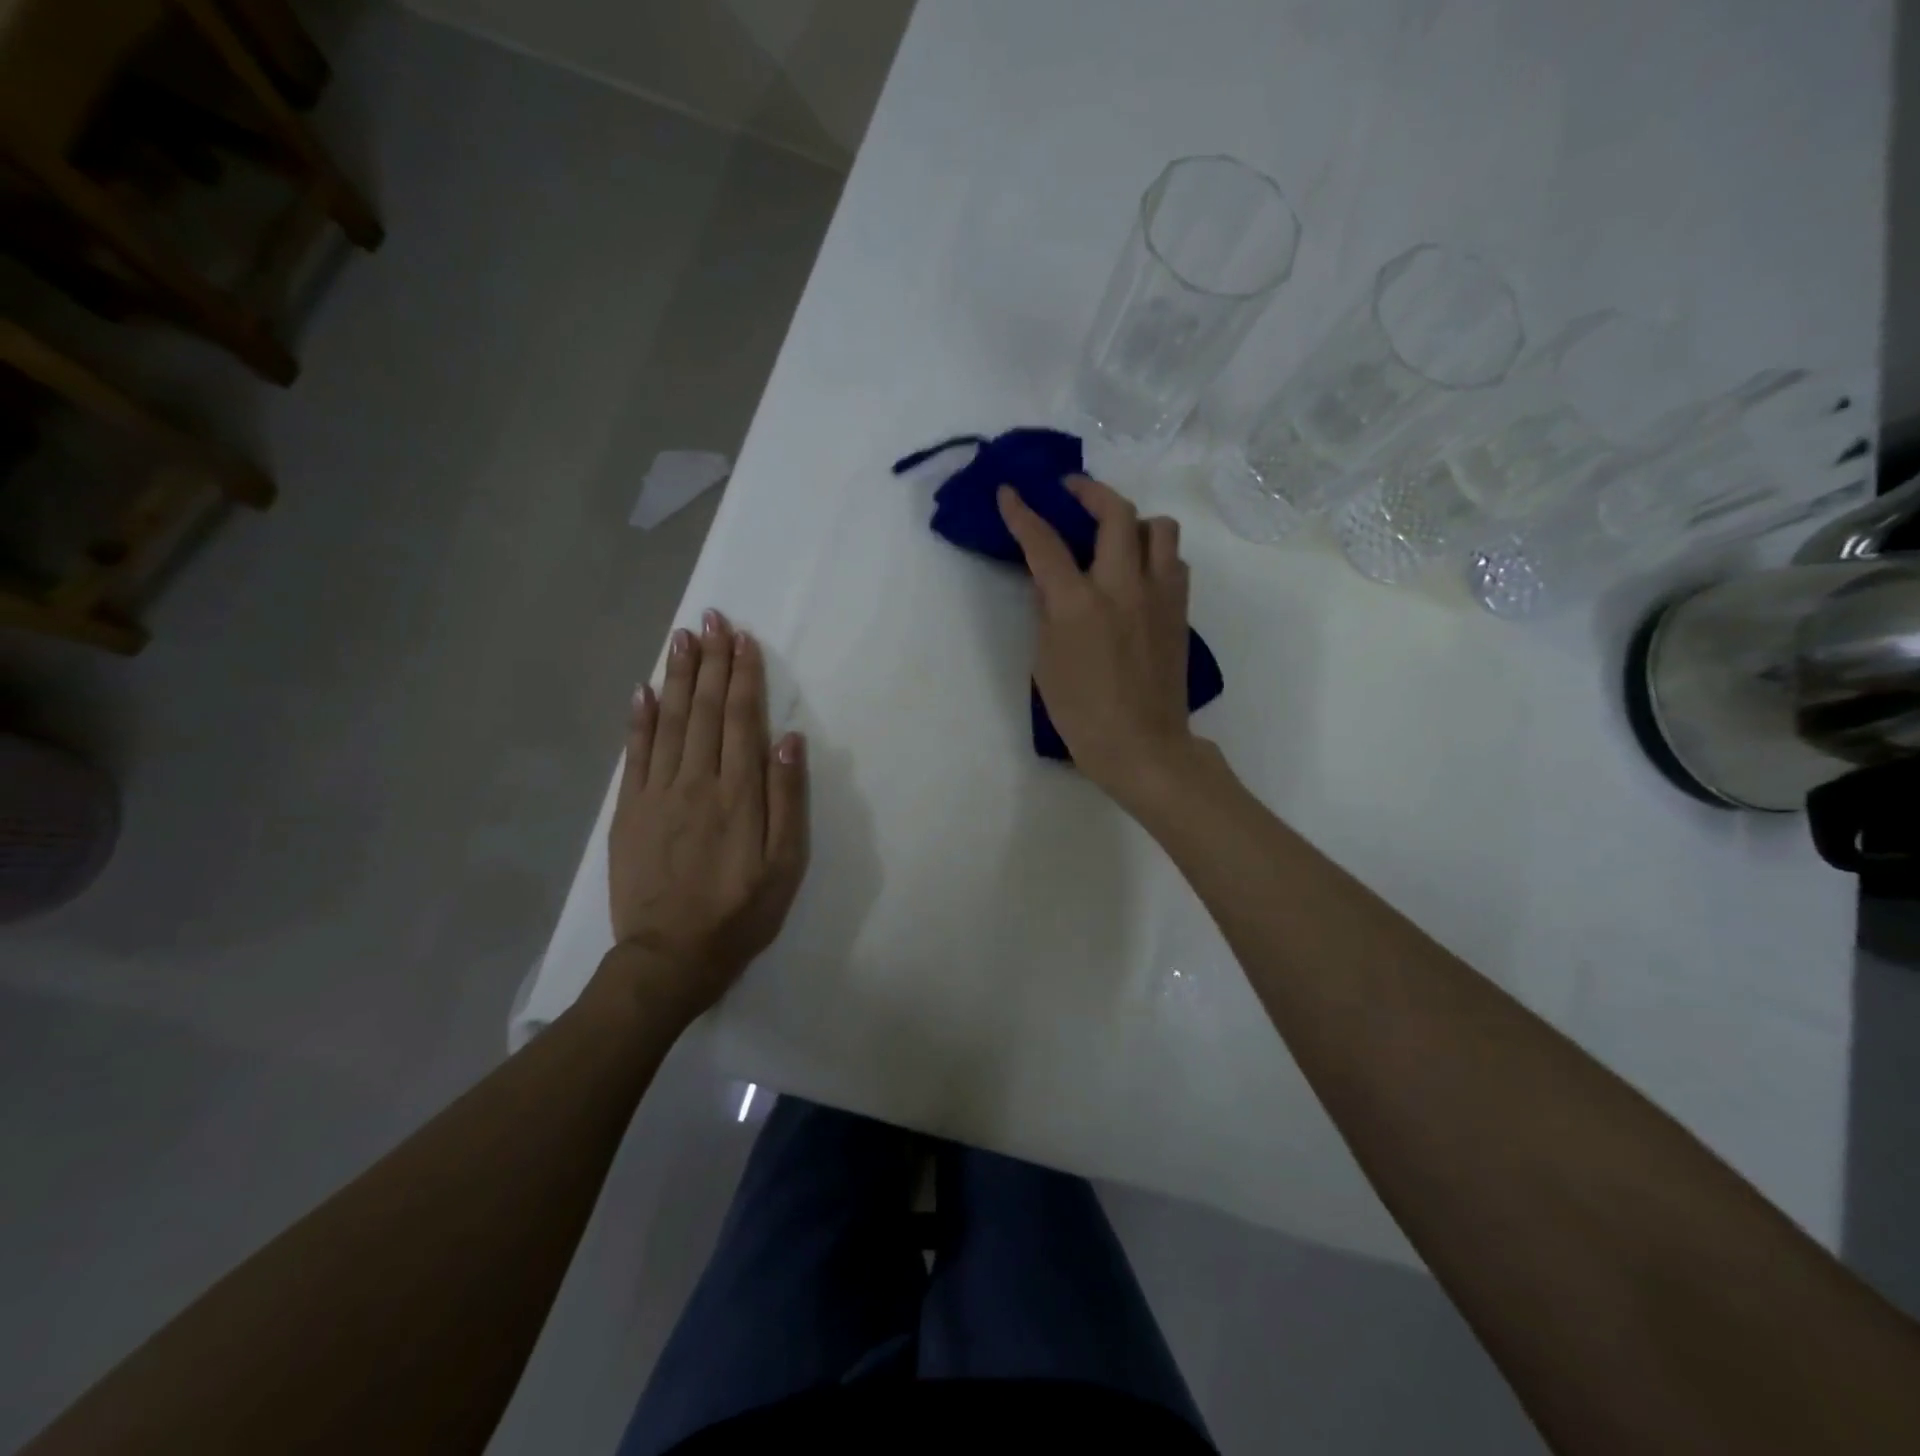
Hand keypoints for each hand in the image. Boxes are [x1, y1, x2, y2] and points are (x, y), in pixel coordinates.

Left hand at [600, 608, 808, 1027]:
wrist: (671, 956)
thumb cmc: (741, 912)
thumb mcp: (786, 865)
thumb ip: (788, 800)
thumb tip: (790, 740)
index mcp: (738, 793)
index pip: (741, 719)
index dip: (743, 676)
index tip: (743, 639)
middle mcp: (696, 782)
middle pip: (704, 710)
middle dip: (711, 661)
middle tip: (711, 619)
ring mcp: (657, 794)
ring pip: (669, 721)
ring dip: (677, 676)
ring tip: (682, 638)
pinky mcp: (629, 811)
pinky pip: (634, 754)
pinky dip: (639, 718)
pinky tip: (644, 689)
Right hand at [997, 476, 1207, 807]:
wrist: (1142, 746)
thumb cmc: (1082, 714)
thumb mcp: (1046, 662)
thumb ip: (1047, 612)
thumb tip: (1050, 580)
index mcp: (1079, 604)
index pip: (1045, 543)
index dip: (1023, 514)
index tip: (1011, 492)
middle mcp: (1123, 587)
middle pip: (1115, 512)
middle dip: (1089, 491)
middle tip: (1070, 491)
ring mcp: (1159, 595)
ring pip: (1159, 528)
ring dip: (1133, 520)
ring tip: (1114, 535)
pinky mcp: (1180, 610)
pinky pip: (1173, 561)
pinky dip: (1155, 552)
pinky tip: (1138, 572)